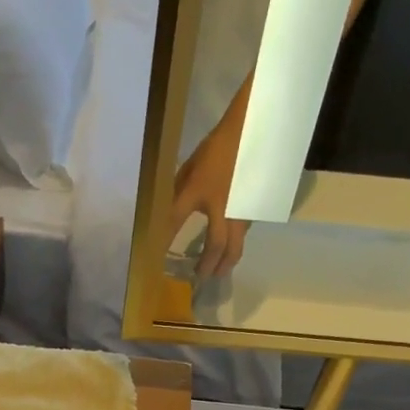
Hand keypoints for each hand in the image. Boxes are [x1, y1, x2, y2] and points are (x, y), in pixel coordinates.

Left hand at [167, 117, 249, 278]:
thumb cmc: (217, 148)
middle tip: (201, 277)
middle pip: (218, 244)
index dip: (164, 238)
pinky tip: (229, 251)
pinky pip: (243, 233)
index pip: (175, 219)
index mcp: (199, 190)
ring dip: (226, 260)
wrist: (252, 132)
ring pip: (236, 243)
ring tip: (218, 271)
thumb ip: (179, 191)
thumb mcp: (191, 167)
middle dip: (209, 264)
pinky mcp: (254, 208)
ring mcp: (241, 209)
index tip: (155, 258)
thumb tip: (167, 213)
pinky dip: (235, 245)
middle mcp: (222, 205)